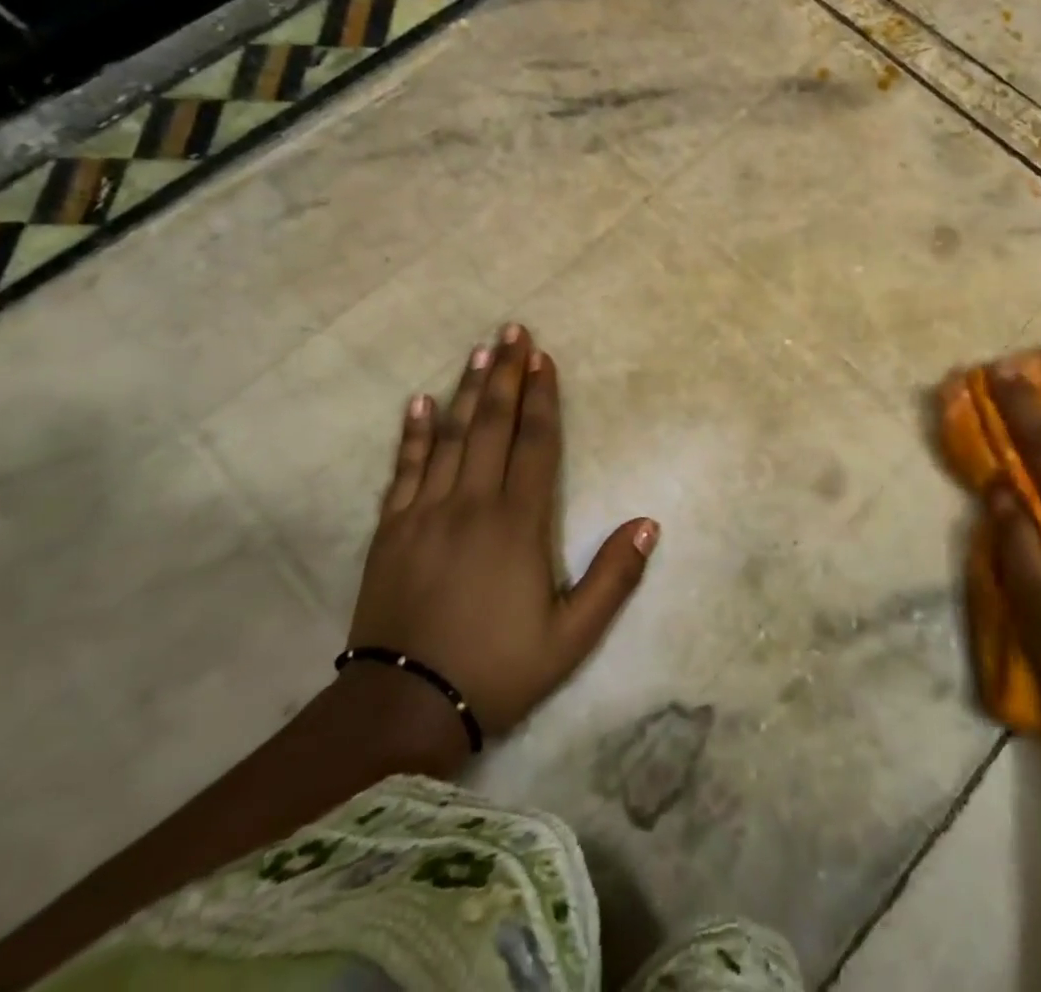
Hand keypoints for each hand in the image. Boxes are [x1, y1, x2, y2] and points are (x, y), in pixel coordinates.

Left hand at [347, 325, 658, 757]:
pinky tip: (419, 403)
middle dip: (506, 375)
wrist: (403, 709)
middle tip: (512, 330)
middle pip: (493, 426)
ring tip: (479, 351)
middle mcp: (472, 504)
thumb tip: (649, 524)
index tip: (543, 358)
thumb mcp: (571, 636)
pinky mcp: (391, 531)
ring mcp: (426, 513)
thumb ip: (613, 578)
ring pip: (451, 437)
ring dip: (468, 391)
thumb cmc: (498, 669)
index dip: (542, 398)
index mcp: (518, 524)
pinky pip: (404, 470)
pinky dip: (413, 434)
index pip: (536, 444)